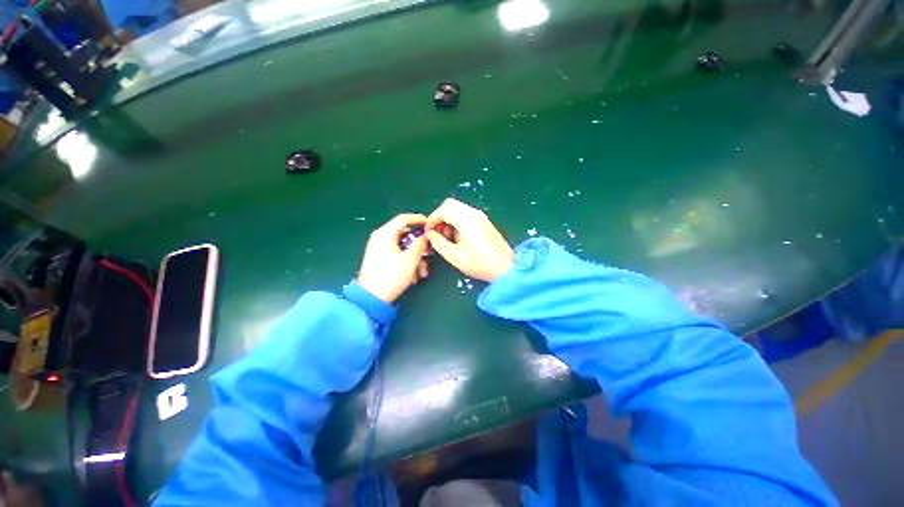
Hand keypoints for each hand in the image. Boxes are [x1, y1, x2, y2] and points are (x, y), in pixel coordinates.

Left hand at [357, 214, 429, 302]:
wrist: (371, 298)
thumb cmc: (391, 276)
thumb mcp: (410, 259)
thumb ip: (420, 244)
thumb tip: (426, 236)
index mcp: (385, 234)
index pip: (403, 218)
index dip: (419, 219)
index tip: (430, 224)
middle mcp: (380, 238)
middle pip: (405, 235)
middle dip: (419, 247)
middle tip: (429, 254)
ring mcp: (379, 249)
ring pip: (403, 248)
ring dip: (415, 259)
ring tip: (421, 273)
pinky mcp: (380, 260)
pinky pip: (397, 255)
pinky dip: (407, 263)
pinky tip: (412, 277)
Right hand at [425, 198, 513, 281]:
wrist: (506, 268)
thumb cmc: (480, 264)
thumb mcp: (454, 256)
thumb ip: (438, 243)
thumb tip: (431, 234)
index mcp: (466, 220)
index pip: (443, 209)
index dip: (432, 219)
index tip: (428, 232)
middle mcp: (474, 213)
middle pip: (450, 204)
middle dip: (439, 217)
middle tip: (436, 233)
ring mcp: (480, 216)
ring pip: (457, 208)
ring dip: (448, 219)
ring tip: (447, 238)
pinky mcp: (484, 221)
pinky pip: (465, 214)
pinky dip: (457, 221)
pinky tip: (457, 237)